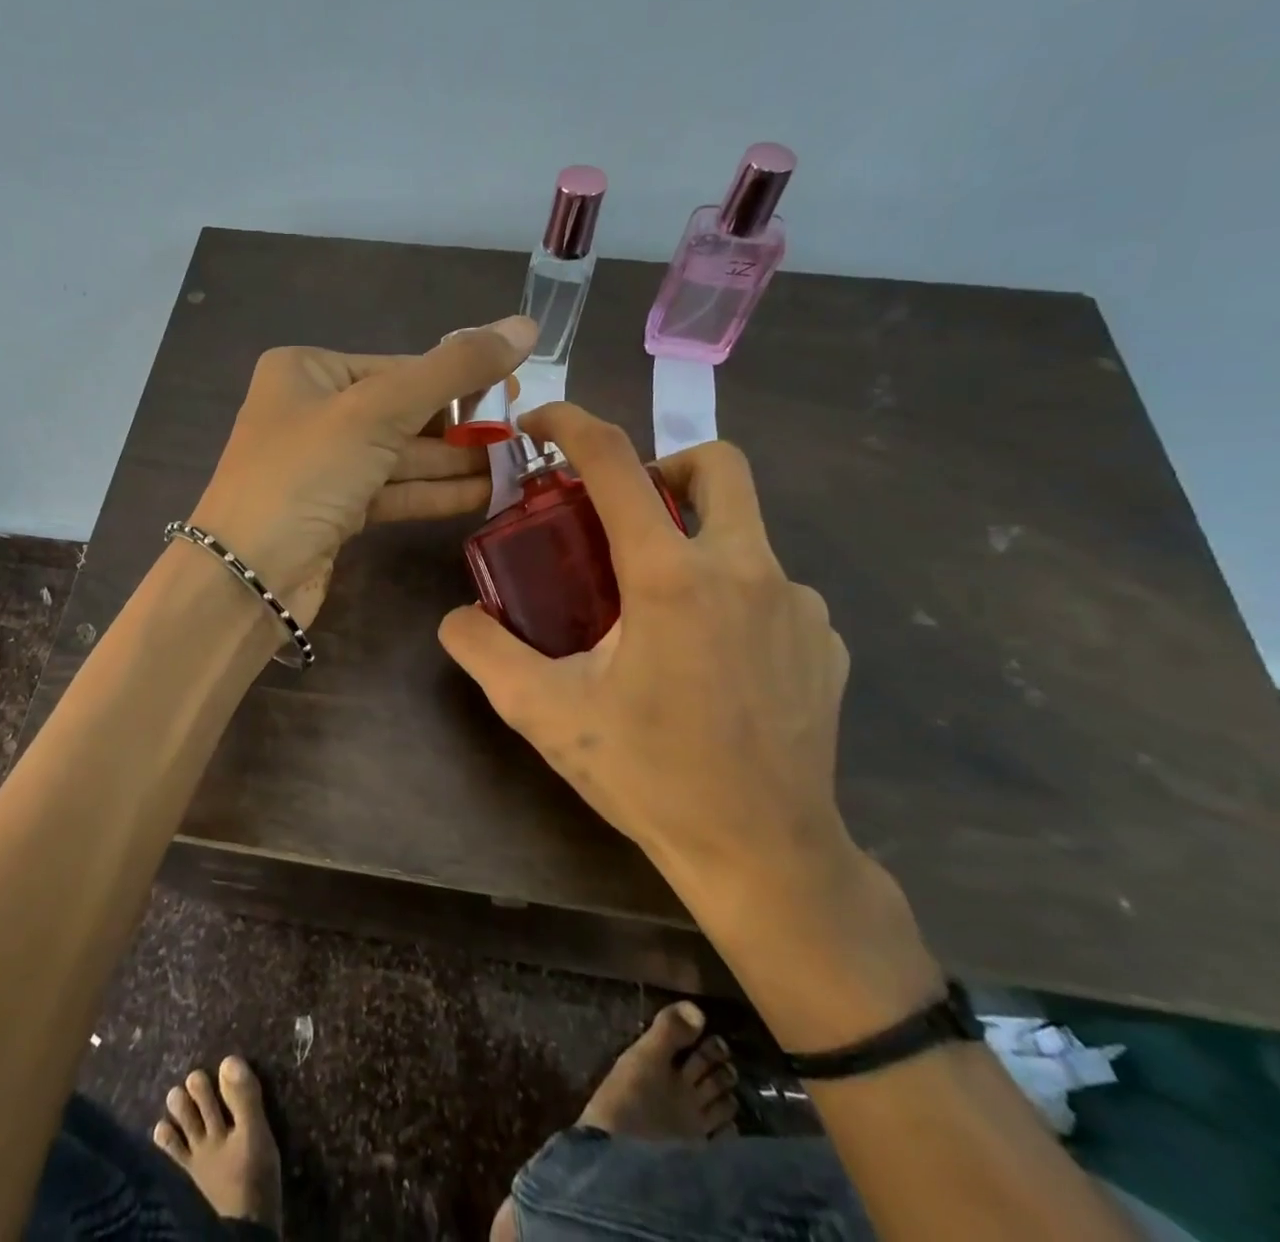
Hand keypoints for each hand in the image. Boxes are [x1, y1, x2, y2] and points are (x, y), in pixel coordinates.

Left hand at [190, 316, 537, 625]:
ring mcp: (323, 465)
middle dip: (462, 426)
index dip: (460, 379)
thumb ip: (453, 370)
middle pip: (403, 410)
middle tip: (523, 432)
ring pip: (401, 455)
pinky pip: (393, 490)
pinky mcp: (334, 510)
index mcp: (308, 371)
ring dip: (456, 462)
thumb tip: (524, 326)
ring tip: (517, 464)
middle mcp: (313, 411)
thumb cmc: (305, 474)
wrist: (248, 576)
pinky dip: (434, 492)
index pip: (399, 367)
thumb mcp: (378, 410)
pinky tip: (485, 493)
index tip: (517, 390)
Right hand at [438, 402, 853, 911]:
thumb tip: (456, 616)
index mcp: (671, 576)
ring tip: (655, 611)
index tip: (541, 422)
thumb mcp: (544, 712)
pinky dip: (728, 595)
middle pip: (716, 463)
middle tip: (622, 517)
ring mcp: (798, 604)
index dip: (572, 424)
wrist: (764, 856)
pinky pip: (770, 588)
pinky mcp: (823, 640)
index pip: (616, 463)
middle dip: (664, 465)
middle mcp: (745, 569)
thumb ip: (484, 651)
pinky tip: (707, 659)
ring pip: (742, 531)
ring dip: (691, 542)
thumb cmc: (649, 775)